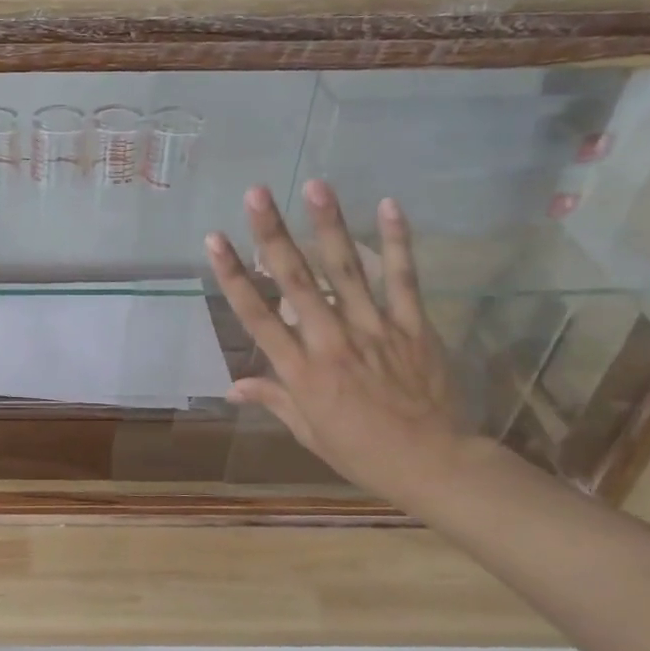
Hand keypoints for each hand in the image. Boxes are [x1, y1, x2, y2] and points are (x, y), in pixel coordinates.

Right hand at [205, 181, 465, 506]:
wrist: (434, 464)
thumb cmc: (362, 452)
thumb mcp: (308, 432)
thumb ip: (273, 400)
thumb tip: (231, 388)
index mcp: (300, 370)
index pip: (257, 316)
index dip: (233, 275)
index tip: (214, 240)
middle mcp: (331, 341)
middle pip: (296, 281)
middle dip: (272, 235)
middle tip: (257, 194)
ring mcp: (375, 329)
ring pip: (347, 270)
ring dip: (329, 225)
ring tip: (315, 185)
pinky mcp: (413, 326)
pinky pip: (404, 279)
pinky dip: (398, 242)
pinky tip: (388, 206)